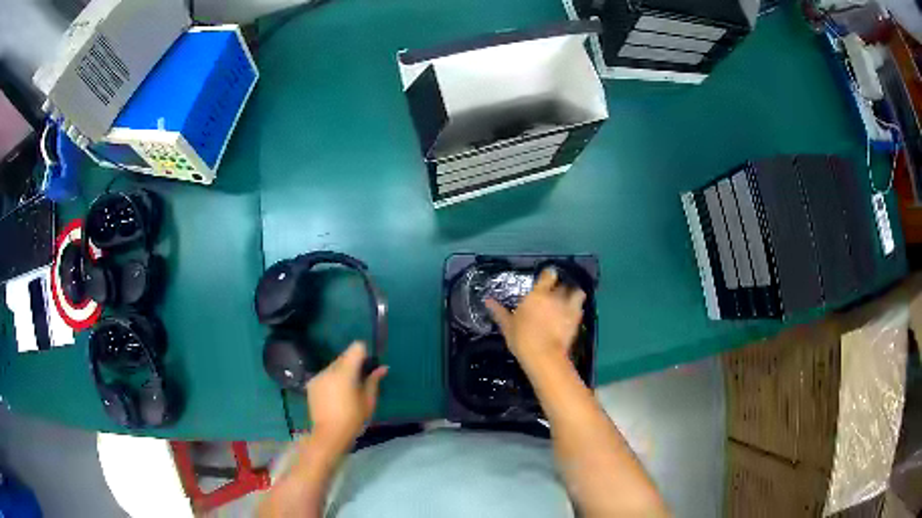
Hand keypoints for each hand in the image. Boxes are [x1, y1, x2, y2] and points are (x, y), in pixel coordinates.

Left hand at [305, 342, 387, 452]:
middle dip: (352, 365)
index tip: (367, 366)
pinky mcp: (311, 384)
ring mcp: (318, 376)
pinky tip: (334, 396)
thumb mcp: (368, 401)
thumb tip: (383, 367)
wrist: (329, 434)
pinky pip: (325, 375)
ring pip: (334, 366)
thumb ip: (373, 381)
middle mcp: (330, 370)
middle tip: (359, 382)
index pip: (356, 348)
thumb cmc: (353, 419)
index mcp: (346, 373)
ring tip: (346, 391)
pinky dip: (331, 380)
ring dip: (341, 372)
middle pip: (344, 357)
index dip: (363, 354)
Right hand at [486, 268, 585, 373]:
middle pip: (561, 284)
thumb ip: (499, 311)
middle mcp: (554, 296)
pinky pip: (580, 306)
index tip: (546, 280)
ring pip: (575, 292)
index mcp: (537, 294)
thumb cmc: (522, 339)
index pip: (548, 274)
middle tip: (552, 296)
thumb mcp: (507, 326)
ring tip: (568, 301)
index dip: (548, 276)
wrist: (543, 356)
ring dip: (572, 294)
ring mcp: (568, 306)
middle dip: (558, 288)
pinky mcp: (577, 318)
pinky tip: (572, 313)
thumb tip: (487, 300)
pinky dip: (577, 307)